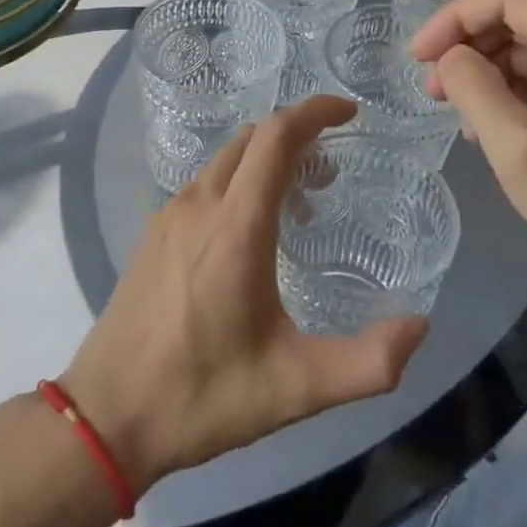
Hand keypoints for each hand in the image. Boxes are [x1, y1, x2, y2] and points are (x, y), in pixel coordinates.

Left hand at [61, 96, 428, 493]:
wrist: (106, 415)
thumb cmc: (202, 396)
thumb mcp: (297, 389)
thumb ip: (369, 363)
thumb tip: (420, 327)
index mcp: (235, 225)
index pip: (276, 136)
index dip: (315, 111)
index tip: (350, 113)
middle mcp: (199, 204)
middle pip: (252, 138)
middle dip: (296, 135)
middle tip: (331, 171)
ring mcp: (169, 215)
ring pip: (225, 159)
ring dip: (266, 160)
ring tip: (299, 202)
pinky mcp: (153, 233)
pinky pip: (204, 183)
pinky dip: (238, 181)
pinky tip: (250, 231)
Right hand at [407, 0, 526, 307]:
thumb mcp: (517, 148)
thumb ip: (473, 88)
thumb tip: (449, 57)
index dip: (453, 19)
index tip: (417, 58)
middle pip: (518, 18)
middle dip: (467, 46)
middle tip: (432, 89)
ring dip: (486, 70)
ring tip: (457, 113)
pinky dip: (510, 89)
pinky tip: (489, 124)